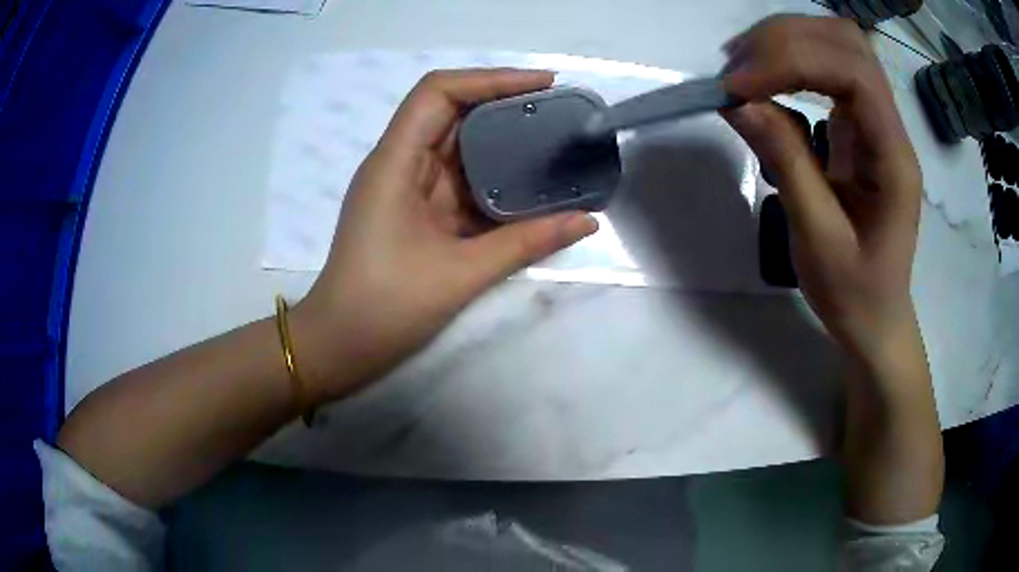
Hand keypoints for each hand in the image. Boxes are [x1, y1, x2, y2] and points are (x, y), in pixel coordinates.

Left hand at [291, 69, 597, 402]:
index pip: (438, 92)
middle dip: (503, 103)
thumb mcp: (460, 273)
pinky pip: (456, 178)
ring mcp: (405, 186)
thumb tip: (586, 220)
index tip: (542, 85)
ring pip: (455, 144)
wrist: (341, 343)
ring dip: (499, 139)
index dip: (490, 78)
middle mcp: (398, 163)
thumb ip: (526, 242)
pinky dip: (490, 174)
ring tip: (551, 140)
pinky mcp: (414, 209)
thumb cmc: (385, 306)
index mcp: (395, 162)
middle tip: (557, 112)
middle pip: (450, 111)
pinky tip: (524, 181)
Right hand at [722, 16, 924, 371]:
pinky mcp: (859, 125)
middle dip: (785, 40)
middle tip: (735, 70)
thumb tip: (739, 102)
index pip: (852, 73)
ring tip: (742, 68)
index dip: (792, 62)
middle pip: (845, 43)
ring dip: (785, 42)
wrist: (876, 316)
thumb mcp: (817, 238)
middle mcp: (890, 126)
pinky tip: (762, 80)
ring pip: (837, 45)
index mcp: (893, 158)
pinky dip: (789, 60)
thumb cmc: (854, 291)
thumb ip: (786, 161)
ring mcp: (876, 121)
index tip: (738, 86)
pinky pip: (828, 68)